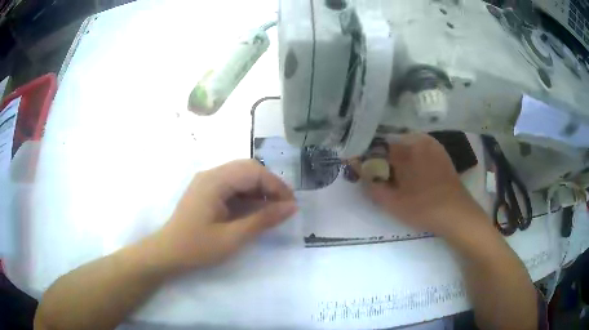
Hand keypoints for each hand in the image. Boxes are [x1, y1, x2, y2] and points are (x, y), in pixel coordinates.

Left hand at [151, 160, 296, 272]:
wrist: (168, 253)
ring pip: (241, 175)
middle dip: (269, 185)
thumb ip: (263, 220)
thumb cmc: (197, 247)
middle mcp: (210, 174)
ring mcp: (207, 181)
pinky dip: (247, 194)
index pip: (254, 171)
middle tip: (283, 206)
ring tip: (272, 209)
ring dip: (259, 189)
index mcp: (214, 181)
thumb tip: (291, 207)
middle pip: (248, 168)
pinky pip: (232, 185)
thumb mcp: (233, 237)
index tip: (291, 205)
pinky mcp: (206, 190)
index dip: (276, 185)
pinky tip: (254, 209)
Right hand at [359, 133, 486, 235]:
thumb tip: (360, 172)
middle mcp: (418, 141)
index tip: (362, 168)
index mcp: (405, 150)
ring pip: (406, 146)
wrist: (456, 213)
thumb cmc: (423, 208)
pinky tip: (412, 173)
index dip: (368, 156)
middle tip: (379, 175)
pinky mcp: (440, 152)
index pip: (377, 146)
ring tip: (395, 176)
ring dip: (397, 157)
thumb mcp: (392, 203)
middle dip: (382, 157)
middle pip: (391, 144)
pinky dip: (411, 157)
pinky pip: (419, 149)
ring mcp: (431, 145)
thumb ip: (372, 187)